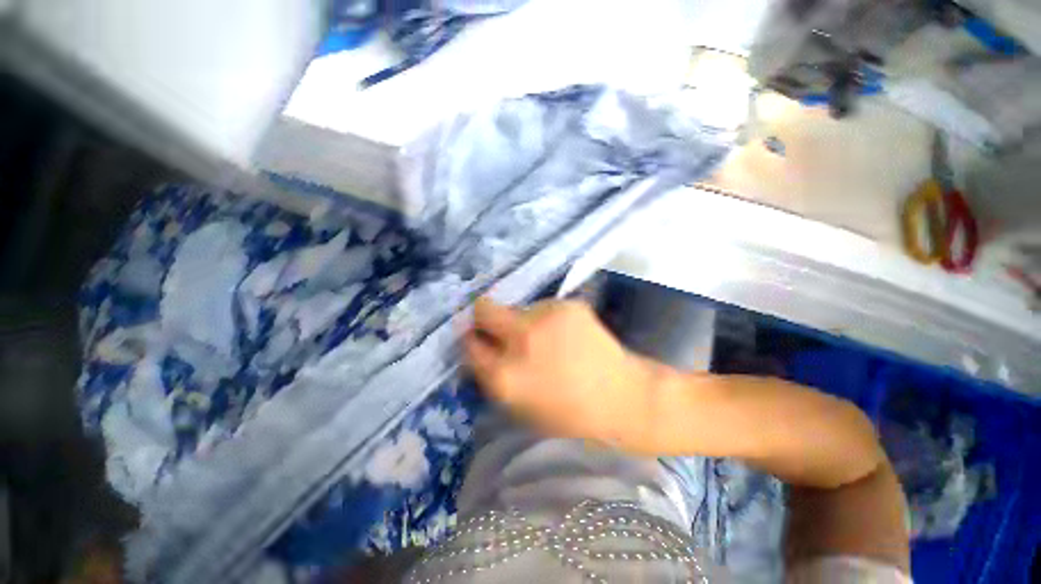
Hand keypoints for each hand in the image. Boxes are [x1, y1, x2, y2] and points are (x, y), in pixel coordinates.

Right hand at [464, 297, 655, 450]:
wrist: (622, 398)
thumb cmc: (569, 415)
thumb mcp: (519, 407)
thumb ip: (493, 376)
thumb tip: (479, 347)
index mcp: (504, 376)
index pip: (469, 343)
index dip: (473, 340)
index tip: (479, 339)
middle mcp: (520, 339)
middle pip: (483, 308)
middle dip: (485, 316)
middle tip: (500, 326)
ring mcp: (545, 317)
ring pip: (518, 308)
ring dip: (525, 321)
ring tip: (549, 340)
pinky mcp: (568, 304)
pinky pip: (545, 307)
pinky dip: (549, 319)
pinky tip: (568, 335)